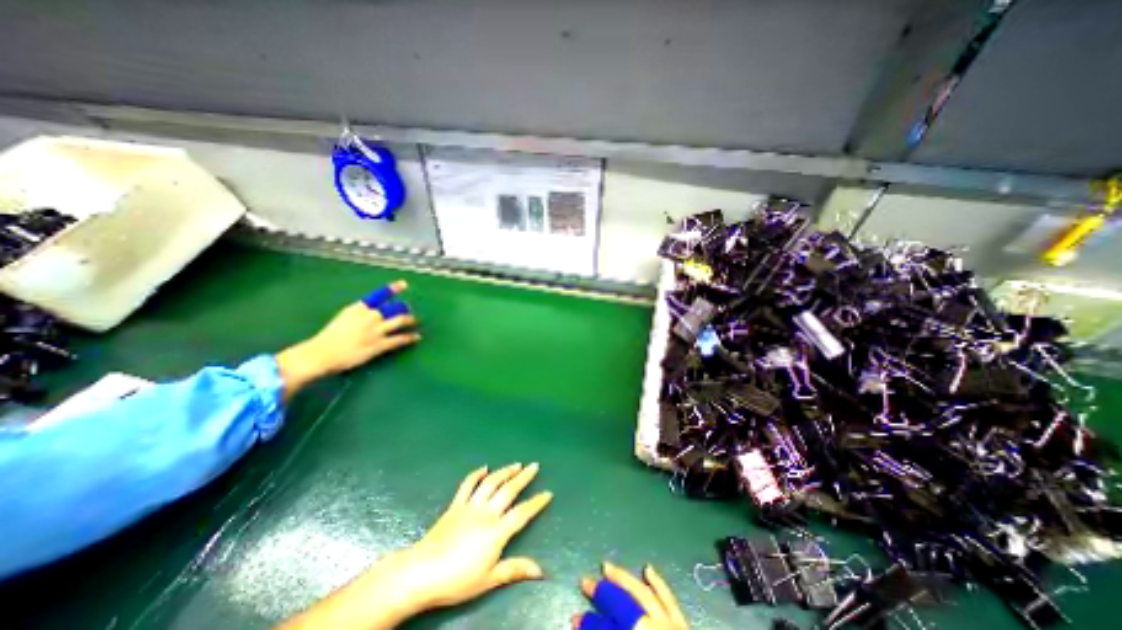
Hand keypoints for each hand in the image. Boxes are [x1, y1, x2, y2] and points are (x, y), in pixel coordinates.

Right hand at [276, 281, 420, 399]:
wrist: (321, 354)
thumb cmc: (329, 337)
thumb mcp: (344, 318)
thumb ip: (360, 314)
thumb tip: (374, 312)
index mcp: (358, 308)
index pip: (379, 295)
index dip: (393, 288)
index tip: (404, 283)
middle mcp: (369, 316)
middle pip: (394, 308)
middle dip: (404, 309)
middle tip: (409, 310)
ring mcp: (376, 330)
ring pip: (401, 321)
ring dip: (410, 320)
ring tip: (415, 321)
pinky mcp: (379, 344)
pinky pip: (400, 339)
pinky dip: (410, 337)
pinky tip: (416, 337)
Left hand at [394, 462, 549, 609]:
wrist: (421, 573)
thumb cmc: (457, 580)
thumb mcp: (488, 580)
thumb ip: (514, 570)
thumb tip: (540, 571)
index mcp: (496, 531)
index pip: (522, 513)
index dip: (536, 503)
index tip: (548, 493)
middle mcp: (486, 513)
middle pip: (509, 490)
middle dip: (523, 477)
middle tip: (534, 466)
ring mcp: (470, 506)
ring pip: (491, 483)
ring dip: (504, 471)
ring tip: (516, 464)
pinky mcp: (455, 505)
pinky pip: (467, 485)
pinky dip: (476, 474)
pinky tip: (484, 468)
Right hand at [573, 564, 687, 626]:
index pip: (607, 629)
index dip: (589, 624)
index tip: (574, 620)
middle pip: (623, 606)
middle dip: (602, 593)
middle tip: (584, 581)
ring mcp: (670, 627)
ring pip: (643, 595)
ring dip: (624, 579)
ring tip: (606, 567)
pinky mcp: (684, 627)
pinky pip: (670, 600)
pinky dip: (658, 584)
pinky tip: (648, 568)